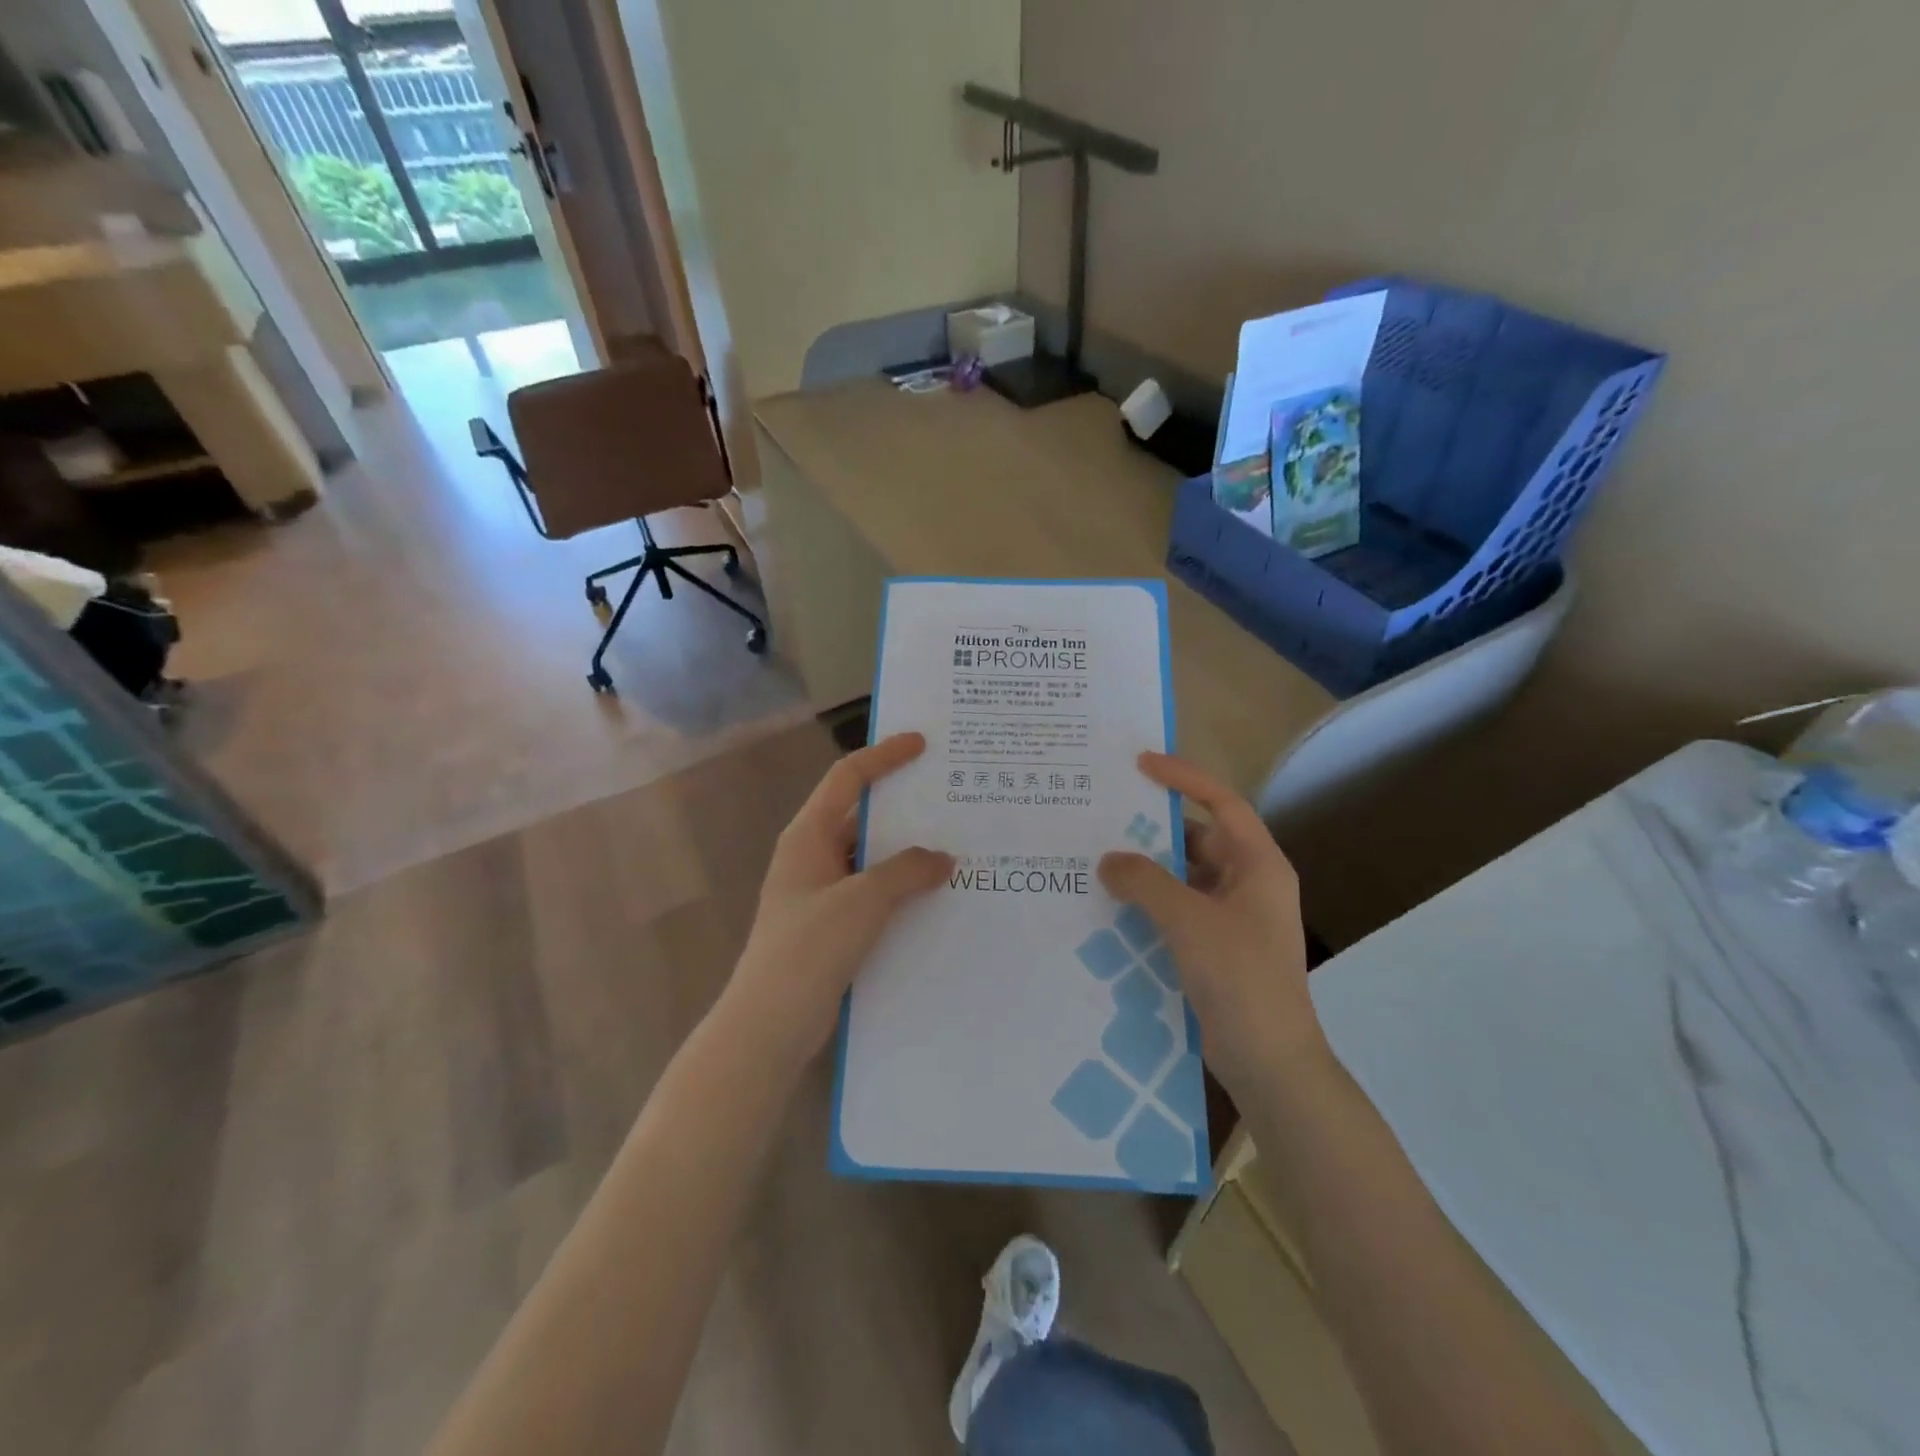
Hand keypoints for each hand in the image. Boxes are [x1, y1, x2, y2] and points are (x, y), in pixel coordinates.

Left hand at [723, 733, 953, 1062]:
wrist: (768, 1025)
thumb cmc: (808, 950)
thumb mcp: (862, 902)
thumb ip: (905, 872)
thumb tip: (942, 857)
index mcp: (808, 836)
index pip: (847, 778)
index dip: (884, 756)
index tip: (922, 743)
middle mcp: (812, 855)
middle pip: (860, 814)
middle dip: (902, 804)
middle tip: (949, 796)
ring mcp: (820, 892)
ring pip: (869, 856)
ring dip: (905, 851)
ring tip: (954, 844)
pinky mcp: (830, 925)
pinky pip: (871, 891)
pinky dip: (900, 887)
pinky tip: (934, 895)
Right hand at [1098, 752, 1324, 1096]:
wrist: (1270, 1062)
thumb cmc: (1240, 978)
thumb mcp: (1189, 921)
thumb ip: (1145, 882)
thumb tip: (1109, 860)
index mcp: (1259, 865)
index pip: (1222, 803)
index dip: (1185, 778)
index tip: (1142, 764)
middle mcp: (1249, 884)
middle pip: (1199, 839)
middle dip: (1155, 829)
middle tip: (1106, 817)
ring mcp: (1234, 918)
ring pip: (1185, 877)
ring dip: (1149, 870)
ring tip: (1100, 860)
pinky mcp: (1218, 947)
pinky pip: (1179, 909)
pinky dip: (1151, 903)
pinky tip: (1114, 907)